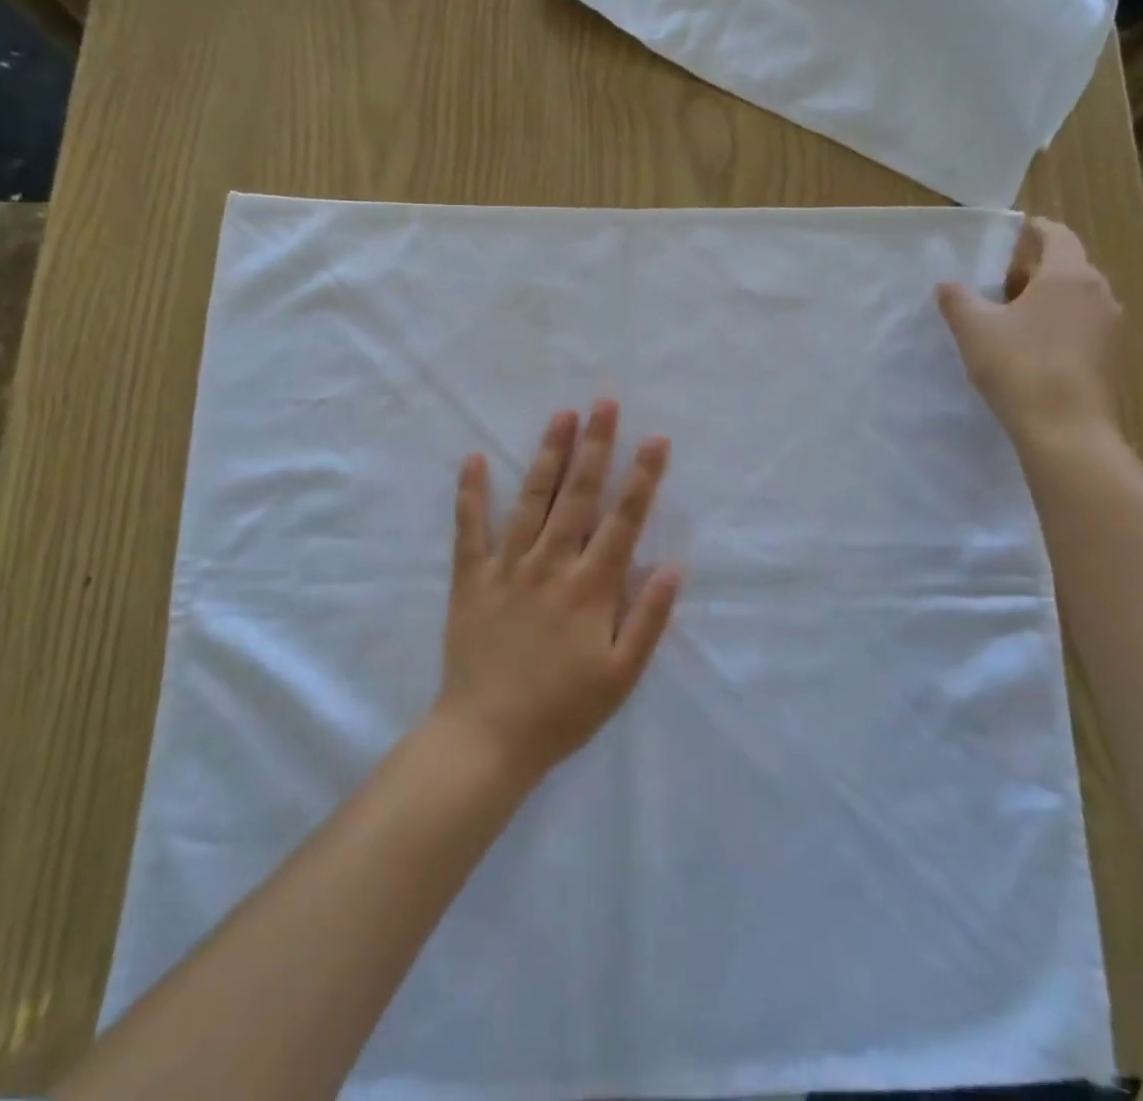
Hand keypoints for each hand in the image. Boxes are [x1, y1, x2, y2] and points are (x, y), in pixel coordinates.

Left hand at [434, 399, 680, 781]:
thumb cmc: (562, 711)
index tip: (656, 439)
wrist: (487, 738)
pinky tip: (472, 459)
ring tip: (561, 416)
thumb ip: (649, 619)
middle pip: (577, 496)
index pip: (623, 522)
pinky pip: (469, 529)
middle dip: (595, 447)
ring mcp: (507, 568)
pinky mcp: (471, 579)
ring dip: (548, 455)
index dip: (643, 478)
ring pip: (531, 500)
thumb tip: (673, 566)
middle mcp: (550, 565)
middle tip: (604, 403)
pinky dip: (471, 494)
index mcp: (590, 588)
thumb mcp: (621, 677)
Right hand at [936, 217, 1123, 451]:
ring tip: (1010, 314)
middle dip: (1033, 268)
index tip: (1014, 229)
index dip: (1034, 229)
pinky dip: (1057, 324)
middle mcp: (1098, 293)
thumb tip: (948, 284)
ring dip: (1045, 298)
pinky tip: (1031, 347)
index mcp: (1069, 275)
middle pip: (1066, 267)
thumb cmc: (1019, 367)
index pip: (1056, 235)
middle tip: (998, 278)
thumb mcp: (974, 329)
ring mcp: (1110, 327)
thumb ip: (958, 299)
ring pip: (1075, 298)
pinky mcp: (1110, 357)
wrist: (1067, 431)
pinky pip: (1081, 326)